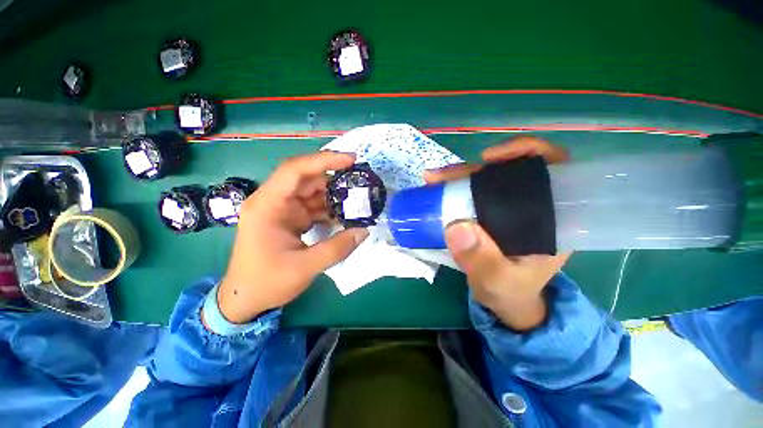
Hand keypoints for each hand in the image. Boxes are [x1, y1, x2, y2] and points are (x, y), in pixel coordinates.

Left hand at [216, 152, 368, 323]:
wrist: (245, 299)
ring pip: (312, 193)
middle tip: (360, 183)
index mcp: (267, 206)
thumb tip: (364, 231)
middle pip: (307, 179)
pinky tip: (344, 217)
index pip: (295, 170)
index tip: (351, 160)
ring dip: (334, 196)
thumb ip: (337, 248)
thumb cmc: (266, 282)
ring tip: (357, 201)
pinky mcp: (290, 219)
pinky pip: (313, 207)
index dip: (324, 161)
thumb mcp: (304, 267)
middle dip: (334, 179)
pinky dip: (329, 210)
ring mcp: (282, 210)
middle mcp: (273, 202)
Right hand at [425, 137, 571, 330]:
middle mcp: (532, 206)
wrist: (505, 300)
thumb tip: (457, 227)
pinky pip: (473, 191)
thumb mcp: (498, 282)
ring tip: (434, 179)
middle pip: (509, 171)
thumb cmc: (512, 292)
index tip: (493, 158)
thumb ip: (482, 261)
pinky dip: (454, 186)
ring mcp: (508, 208)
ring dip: (460, 175)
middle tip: (447, 175)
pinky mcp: (490, 212)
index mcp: (551, 218)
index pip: (553, 170)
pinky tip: (436, 186)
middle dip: (477, 168)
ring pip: (487, 179)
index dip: (528, 153)